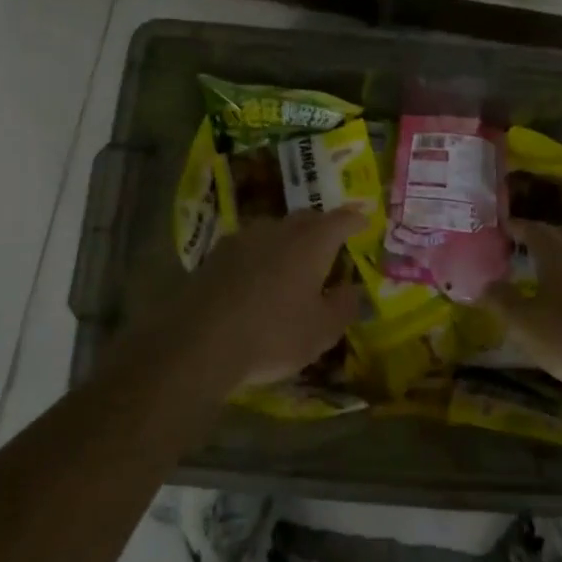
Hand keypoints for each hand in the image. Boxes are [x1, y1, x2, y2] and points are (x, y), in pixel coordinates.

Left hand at [172, 208, 366, 386]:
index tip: (363, 222)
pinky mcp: (215, 255)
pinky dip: (261, 256)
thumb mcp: (322, 331)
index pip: (341, 220)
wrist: (198, 343)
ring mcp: (243, 239)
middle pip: (307, 218)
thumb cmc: (272, 335)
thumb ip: (344, 306)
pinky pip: (249, 247)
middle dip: (322, 228)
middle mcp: (279, 230)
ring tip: (292, 264)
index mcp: (311, 242)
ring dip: (288, 241)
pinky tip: (257, 278)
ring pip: (275, 230)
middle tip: (330, 246)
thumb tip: (352, 289)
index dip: (355, 220)